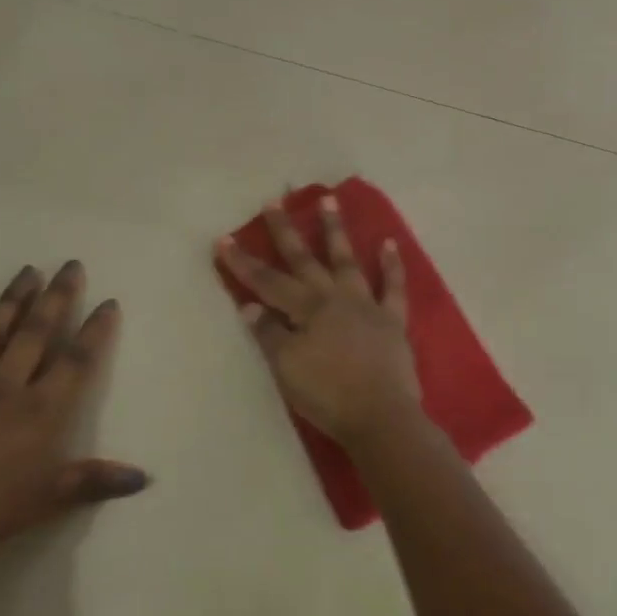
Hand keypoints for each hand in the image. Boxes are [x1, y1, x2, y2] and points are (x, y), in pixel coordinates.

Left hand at [0, 262, 147, 572]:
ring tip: (28, 271)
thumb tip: (143, 477)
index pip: (75, 362)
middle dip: (56, 297)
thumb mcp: (46, 501)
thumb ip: (94, 482)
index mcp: (39, 411)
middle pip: (35, 334)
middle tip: (70, 264)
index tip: (108, 302)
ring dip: (12, 301)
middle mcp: (5, 388)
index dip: (95, 332)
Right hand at [217, 195, 420, 448]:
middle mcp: (335, 297)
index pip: (267, 282)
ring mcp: (366, 305)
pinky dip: (392, 265)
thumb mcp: (287, 368)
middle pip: (305, 260)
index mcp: (307, 309)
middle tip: (275, 201)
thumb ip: (270, 334)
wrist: (380, 415)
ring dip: (336, 231)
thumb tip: (250, 306)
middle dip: (286, 231)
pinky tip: (390, 243)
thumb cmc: (327, 394)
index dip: (243, 262)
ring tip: (330, 200)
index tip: (223, 239)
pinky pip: (393, 287)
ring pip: (347, 261)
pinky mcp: (392, 320)